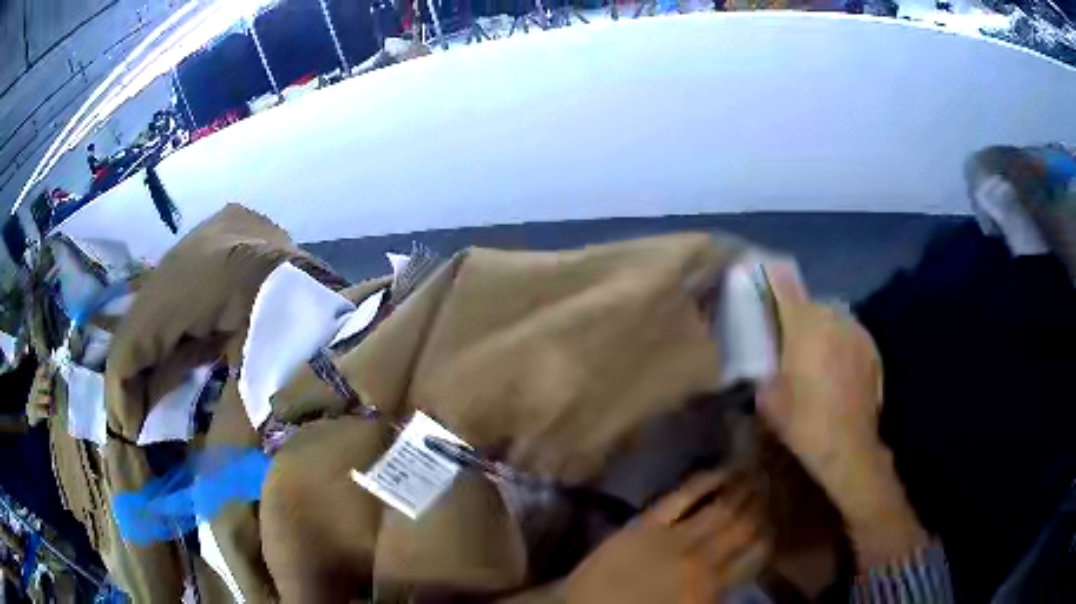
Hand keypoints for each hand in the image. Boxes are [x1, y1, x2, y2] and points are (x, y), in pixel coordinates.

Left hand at [566, 472, 769, 603]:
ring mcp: (673, 538)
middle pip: (743, 528)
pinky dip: (706, 482)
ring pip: (720, 509)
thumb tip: (741, 568)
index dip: (769, 535)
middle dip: (762, 506)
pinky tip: (722, 471)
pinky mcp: (645, 524)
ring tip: (758, 472)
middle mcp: (700, 561)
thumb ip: (716, 592)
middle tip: (774, 485)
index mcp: (710, 589)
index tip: (777, 520)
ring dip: (743, 490)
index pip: (755, 556)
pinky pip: (683, 498)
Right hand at [756, 262, 883, 499]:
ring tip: (815, 356)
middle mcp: (831, 317)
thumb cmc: (803, 422)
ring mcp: (855, 331)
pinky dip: (840, 343)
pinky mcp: (871, 347)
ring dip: (820, 329)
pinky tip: (836, 368)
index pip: (783, 285)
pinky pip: (849, 334)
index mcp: (803, 325)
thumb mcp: (768, 400)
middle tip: (789, 340)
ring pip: (831, 318)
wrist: (849, 446)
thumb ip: (761, 369)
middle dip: (797, 315)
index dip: (770, 276)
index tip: (761, 272)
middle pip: (809, 303)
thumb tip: (756, 357)